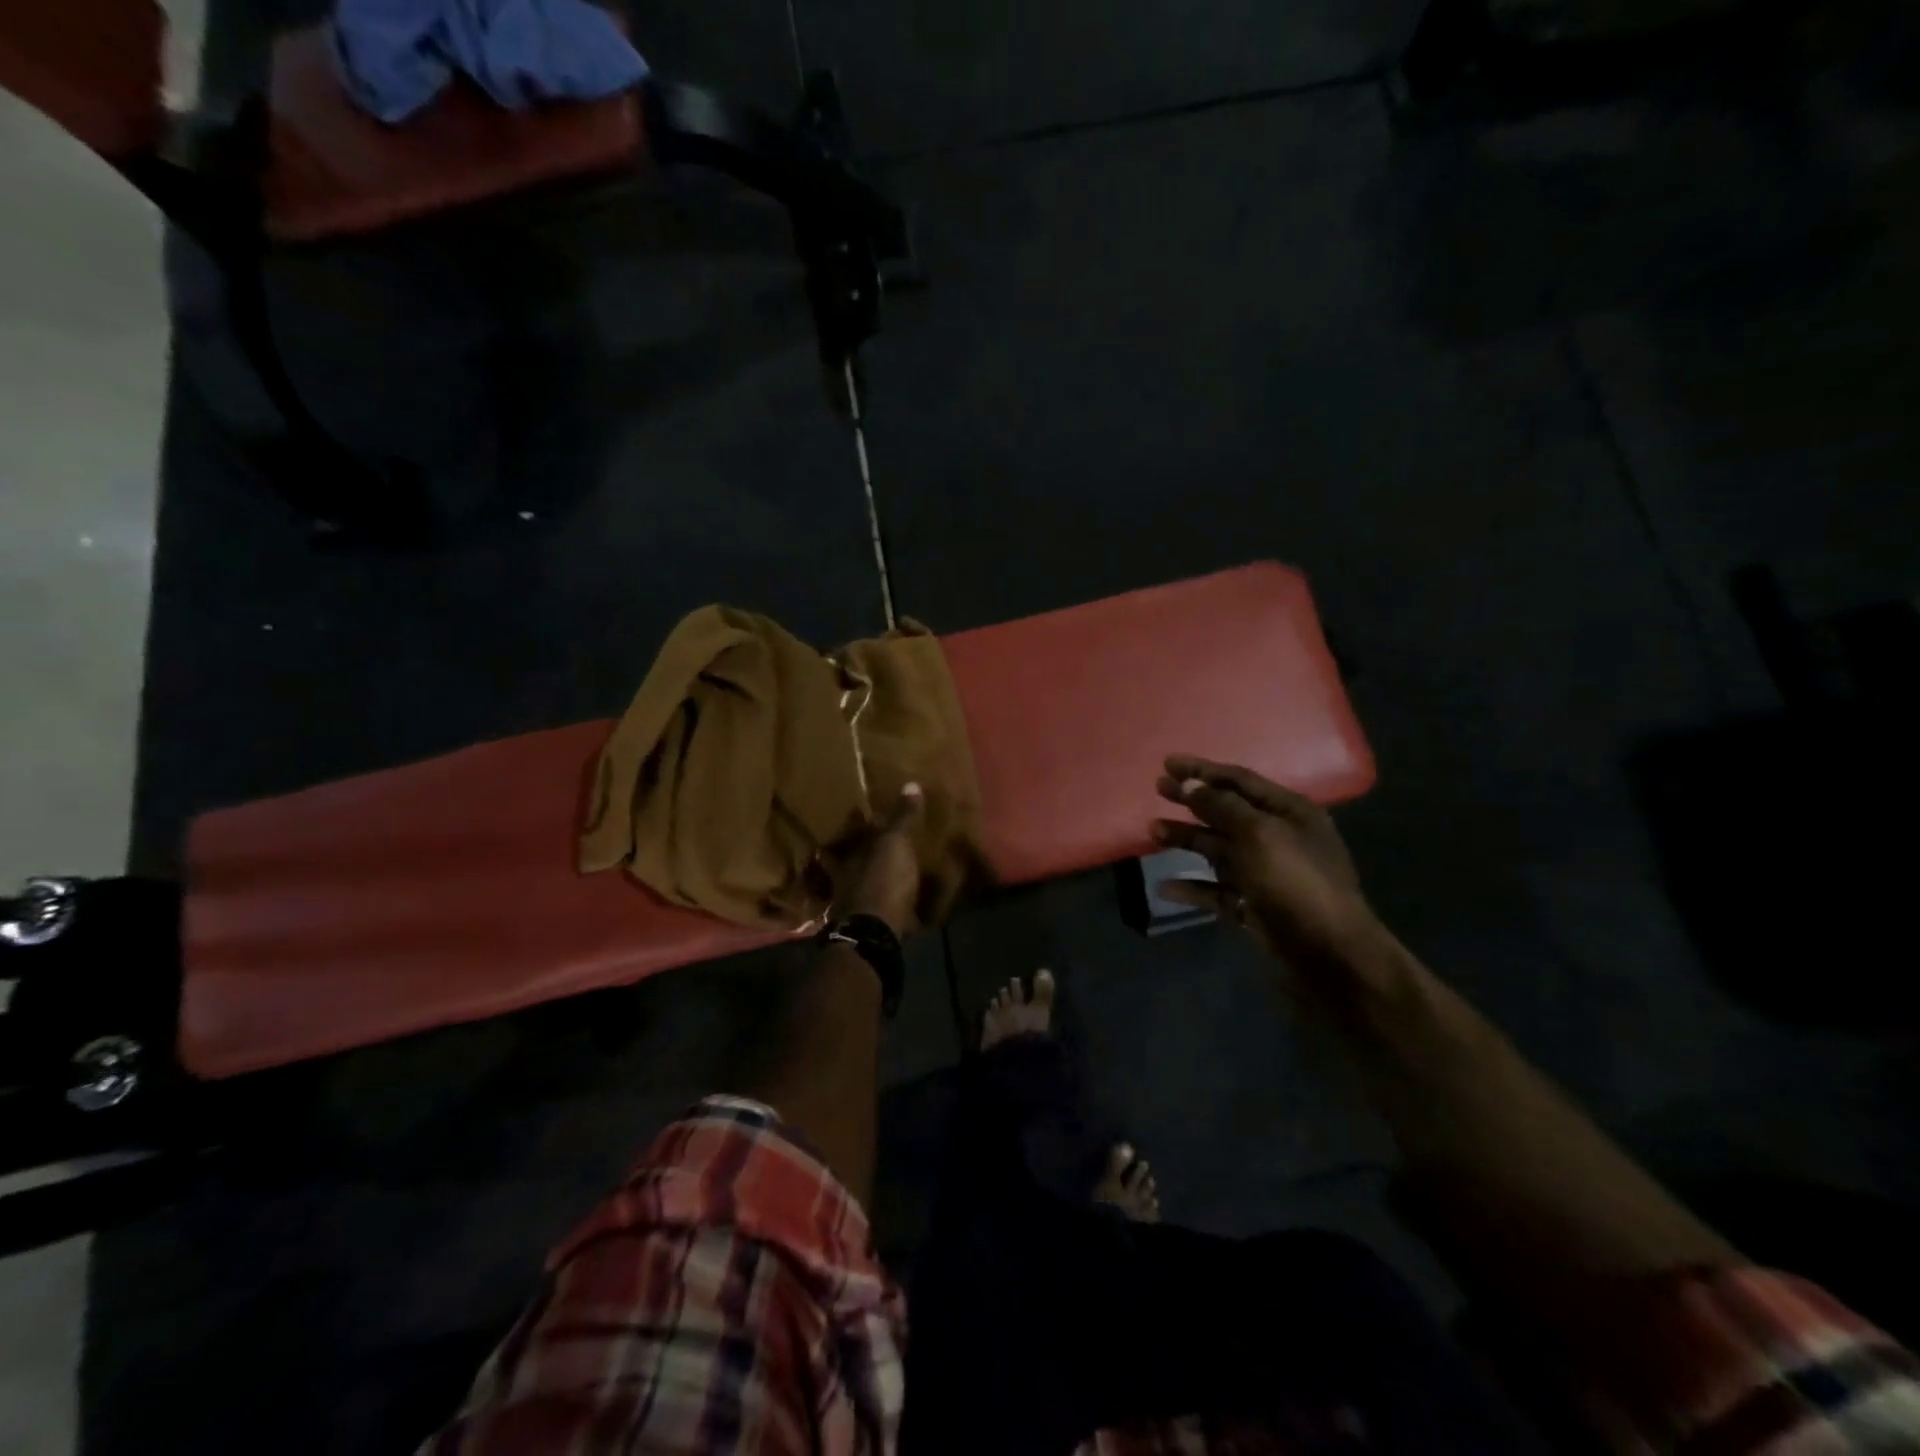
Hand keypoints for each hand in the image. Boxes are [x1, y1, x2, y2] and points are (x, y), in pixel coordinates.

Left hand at [834, 782, 924, 933]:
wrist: (876, 934)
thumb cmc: (882, 881)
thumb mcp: (895, 843)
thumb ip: (902, 818)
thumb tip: (910, 784)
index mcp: (847, 859)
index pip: (845, 839)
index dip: (851, 830)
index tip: (859, 819)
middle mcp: (846, 882)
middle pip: (849, 865)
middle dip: (859, 858)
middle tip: (874, 848)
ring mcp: (856, 908)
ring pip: (861, 889)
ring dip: (872, 883)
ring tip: (889, 876)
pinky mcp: (872, 928)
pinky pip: (880, 912)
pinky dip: (888, 908)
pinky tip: (902, 908)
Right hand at [1151, 755, 1383, 972]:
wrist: (1330, 957)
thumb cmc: (1296, 883)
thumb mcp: (1259, 834)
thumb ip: (1222, 806)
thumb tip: (1192, 785)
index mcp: (1289, 812)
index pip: (1240, 780)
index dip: (1203, 770)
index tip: (1168, 764)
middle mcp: (1277, 838)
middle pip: (1226, 812)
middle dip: (1192, 800)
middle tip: (1158, 789)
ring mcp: (1264, 874)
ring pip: (1217, 850)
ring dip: (1186, 839)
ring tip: (1153, 833)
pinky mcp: (1253, 906)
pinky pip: (1216, 890)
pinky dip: (1192, 887)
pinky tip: (1165, 886)